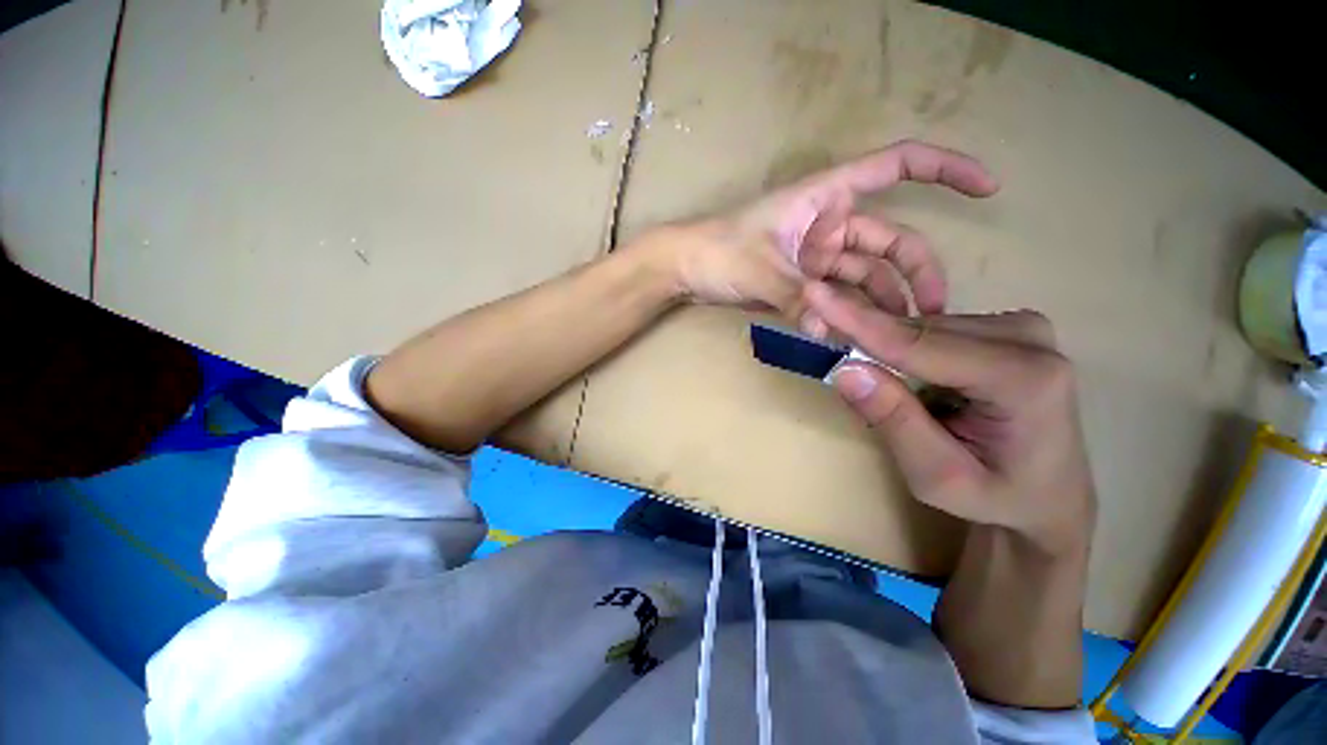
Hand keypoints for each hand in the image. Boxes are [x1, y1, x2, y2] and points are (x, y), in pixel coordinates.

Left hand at [639, 140, 998, 317]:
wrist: (685, 269)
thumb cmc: (715, 251)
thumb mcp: (758, 269)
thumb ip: (796, 299)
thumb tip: (829, 334)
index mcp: (824, 198)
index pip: (896, 166)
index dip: (945, 169)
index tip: (988, 188)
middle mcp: (829, 224)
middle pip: (891, 242)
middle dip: (916, 274)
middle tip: (932, 315)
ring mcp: (817, 256)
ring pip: (866, 276)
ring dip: (881, 303)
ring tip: (896, 337)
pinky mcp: (804, 281)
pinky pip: (839, 296)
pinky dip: (850, 313)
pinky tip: (858, 336)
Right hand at [806, 283, 1096, 557]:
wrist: (1050, 498)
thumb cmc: (996, 497)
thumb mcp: (937, 477)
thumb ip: (894, 421)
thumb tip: (845, 370)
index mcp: (1025, 379)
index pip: (919, 343)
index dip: (858, 323)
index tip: (812, 295)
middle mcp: (1027, 339)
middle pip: (918, 330)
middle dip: (861, 334)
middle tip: (815, 334)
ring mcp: (1020, 328)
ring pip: (921, 326)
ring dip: (879, 344)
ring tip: (863, 375)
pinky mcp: (1006, 329)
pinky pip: (932, 329)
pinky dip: (898, 346)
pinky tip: (891, 368)